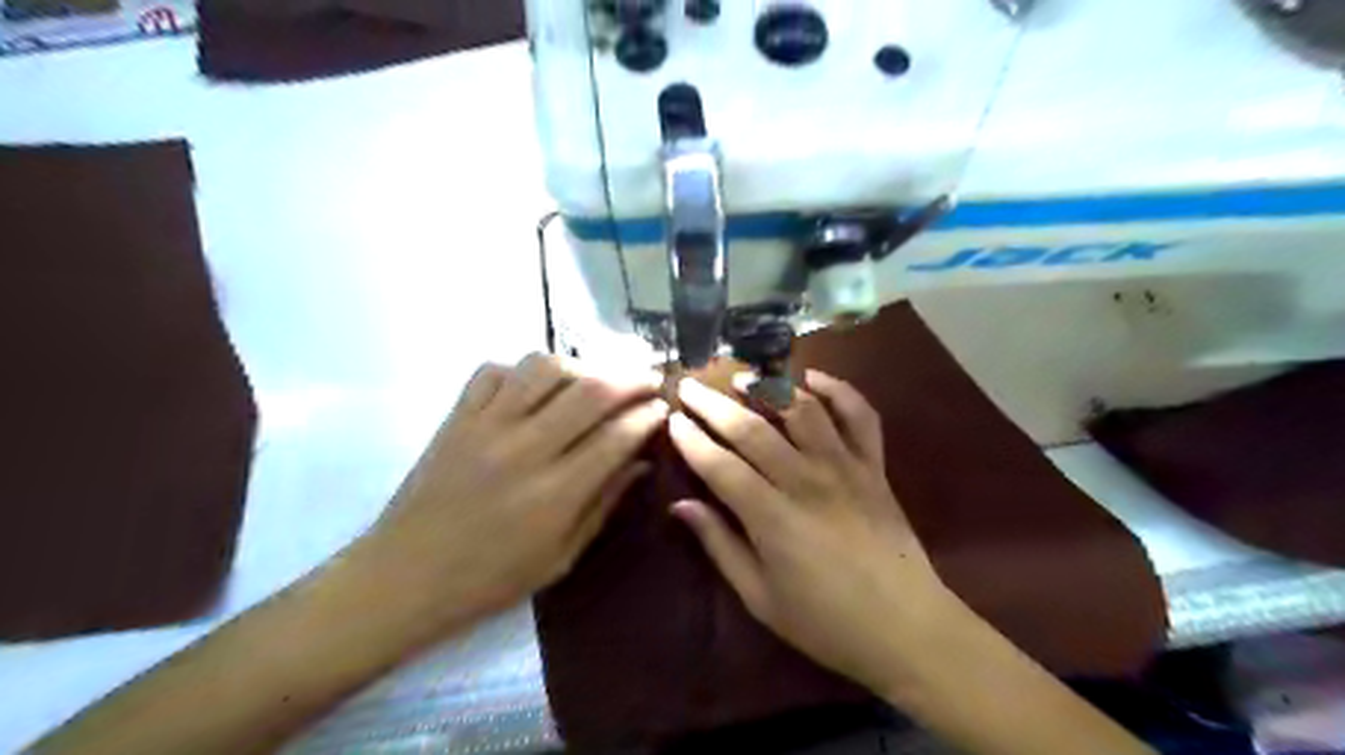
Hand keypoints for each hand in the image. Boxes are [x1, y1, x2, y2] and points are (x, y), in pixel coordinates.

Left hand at [358, 355, 672, 630]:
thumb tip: (641, 463)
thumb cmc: (490, 579)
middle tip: (648, 376)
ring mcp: (486, 426)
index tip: (663, 407)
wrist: (405, 577)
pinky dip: (522, 370)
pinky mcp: (457, 417)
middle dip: (630, 377)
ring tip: (592, 379)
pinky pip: (494, 371)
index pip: (617, 436)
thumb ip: (605, 504)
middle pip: (590, 392)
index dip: (648, 416)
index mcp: (555, 494)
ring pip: (543, 368)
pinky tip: (535, 388)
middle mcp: (525, 449)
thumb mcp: (561, 557)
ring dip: (579, 366)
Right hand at [668, 370, 955, 695]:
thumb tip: (681, 505)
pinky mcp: (875, 466)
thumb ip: (719, 545)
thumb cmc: (825, 622)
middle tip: (689, 385)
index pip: (719, 466)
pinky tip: (813, 378)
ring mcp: (845, 468)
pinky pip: (860, 415)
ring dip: (769, 387)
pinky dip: (839, 389)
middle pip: (751, 430)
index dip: (691, 440)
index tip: (671, 420)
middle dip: (714, 404)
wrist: (906, 628)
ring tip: (743, 377)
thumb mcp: (760, 597)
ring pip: (803, 410)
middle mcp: (806, 481)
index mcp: (772, 518)